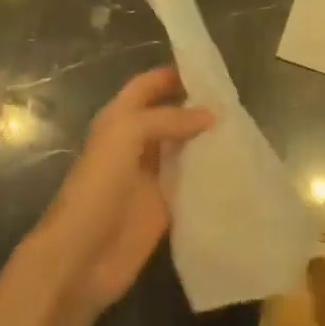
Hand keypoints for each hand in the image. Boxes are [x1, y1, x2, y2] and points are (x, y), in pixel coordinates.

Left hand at [30, 67, 213, 319]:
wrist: (80, 257)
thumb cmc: (98, 186)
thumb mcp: (127, 135)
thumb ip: (167, 119)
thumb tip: (211, 115)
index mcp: (120, 119)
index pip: (148, 86)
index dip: (173, 74)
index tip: (210, 68)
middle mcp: (136, 143)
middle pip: (170, 116)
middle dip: (197, 106)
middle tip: (237, 99)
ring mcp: (150, 176)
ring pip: (184, 148)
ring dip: (207, 139)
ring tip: (244, 128)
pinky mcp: (164, 207)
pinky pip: (191, 183)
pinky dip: (210, 174)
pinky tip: (236, 166)